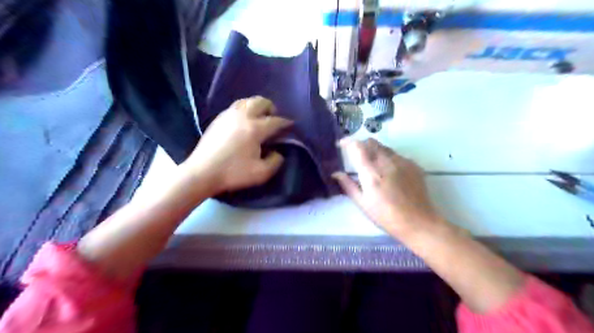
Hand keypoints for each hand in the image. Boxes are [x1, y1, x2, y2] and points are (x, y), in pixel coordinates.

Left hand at [182, 96, 291, 195]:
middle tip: (273, 119)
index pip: (276, 121)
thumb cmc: (233, 173)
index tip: (291, 125)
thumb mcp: (261, 173)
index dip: (285, 123)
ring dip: (257, 106)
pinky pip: (236, 106)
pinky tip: (244, 121)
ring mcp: (228, 115)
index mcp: (255, 129)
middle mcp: (243, 116)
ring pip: (247, 101)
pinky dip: (245, 109)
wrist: (202, 172)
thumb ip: (275, 162)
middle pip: (261, 102)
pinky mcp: (218, 118)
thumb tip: (278, 152)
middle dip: (271, 108)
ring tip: (259, 117)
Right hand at [334, 137, 444, 238]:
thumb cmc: (386, 216)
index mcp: (371, 173)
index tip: (341, 144)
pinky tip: (390, 173)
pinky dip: (388, 158)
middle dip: (361, 145)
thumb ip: (348, 185)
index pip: (357, 147)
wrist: (419, 222)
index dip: (347, 142)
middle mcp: (387, 162)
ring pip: (384, 147)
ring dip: (375, 151)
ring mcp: (402, 162)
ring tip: (374, 166)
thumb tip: (336, 173)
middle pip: (371, 142)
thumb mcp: (363, 203)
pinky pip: (396, 155)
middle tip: (357, 156)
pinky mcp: (413, 164)